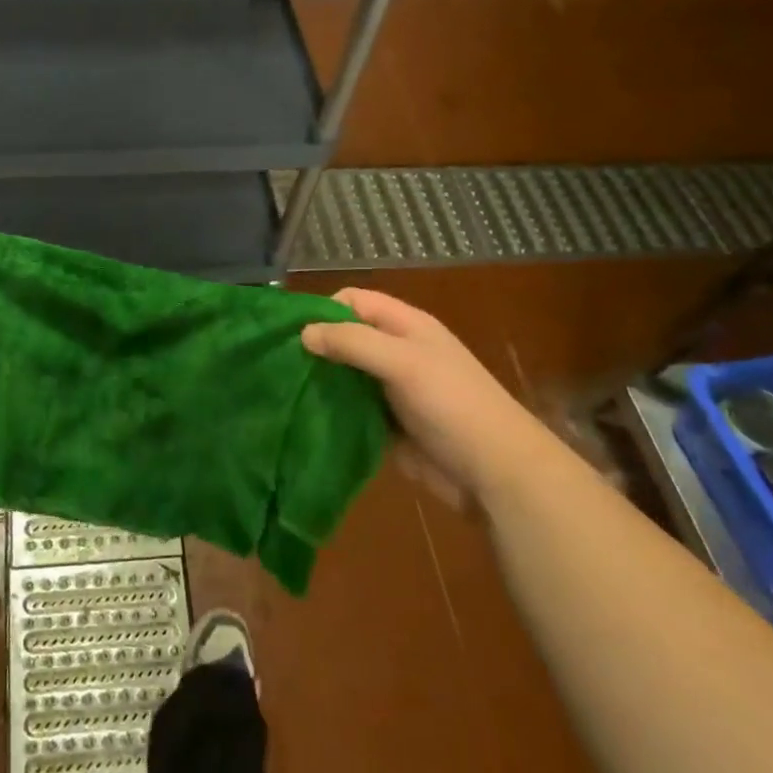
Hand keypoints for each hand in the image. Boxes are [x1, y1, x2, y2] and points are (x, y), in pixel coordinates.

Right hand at [302, 288, 545, 509]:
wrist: (494, 472)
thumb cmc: (452, 405)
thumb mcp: (403, 363)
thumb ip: (353, 342)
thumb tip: (303, 334)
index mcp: (405, 326)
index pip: (353, 301)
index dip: (323, 309)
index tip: (291, 333)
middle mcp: (396, 352)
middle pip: (345, 337)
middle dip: (315, 347)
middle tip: (277, 365)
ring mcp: (391, 390)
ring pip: (344, 375)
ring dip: (319, 382)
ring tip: (280, 393)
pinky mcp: (386, 424)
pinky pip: (350, 410)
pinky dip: (330, 412)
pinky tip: (302, 419)